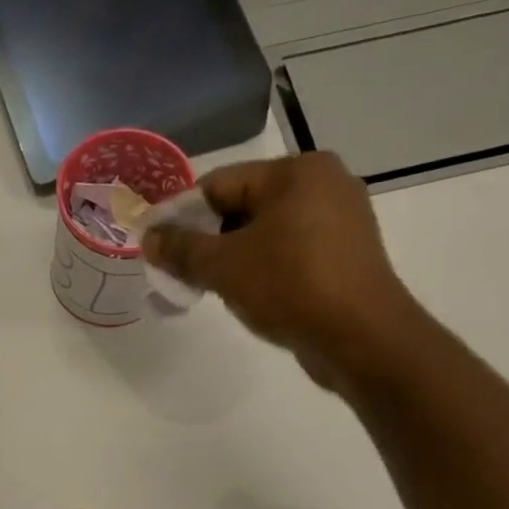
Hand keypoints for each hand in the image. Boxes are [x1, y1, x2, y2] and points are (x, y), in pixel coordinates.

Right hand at [142, 152, 418, 388]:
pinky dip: (267, 269)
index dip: (183, 217)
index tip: (161, 251)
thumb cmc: (289, 287)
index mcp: (296, 171)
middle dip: (210, 241)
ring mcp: (342, 219)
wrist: (360, 337)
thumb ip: (181, 249)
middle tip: (187, 276)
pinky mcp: (347, 253)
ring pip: (267, 232)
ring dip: (236, 259)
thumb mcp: (223, 267)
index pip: (219, 184)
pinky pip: (292, 252)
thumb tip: (148, 237)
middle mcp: (324, 183)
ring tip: (218, 291)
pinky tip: (255, 297)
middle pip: (243, 207)